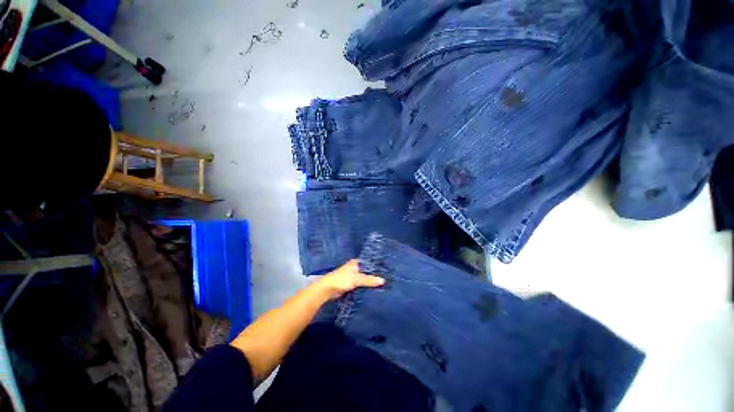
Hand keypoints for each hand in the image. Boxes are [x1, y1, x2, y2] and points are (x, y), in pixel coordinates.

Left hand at [316, 259, 384, 299]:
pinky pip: (359, 285)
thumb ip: (369, 280)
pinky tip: (372, 291)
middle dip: (373, 276)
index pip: (368, 263)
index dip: (376, 267)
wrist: (327, 289)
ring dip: (369, 283)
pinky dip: (364, 288)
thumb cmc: (342, 279)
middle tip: (386, 280)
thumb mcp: (357, 279)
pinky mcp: (349, 285)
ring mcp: (351, 277)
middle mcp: (354, 268)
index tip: (386, 271)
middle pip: (366, 271)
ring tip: (381, 286)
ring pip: (363, 279)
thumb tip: (383, 281)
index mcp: (355, 263)